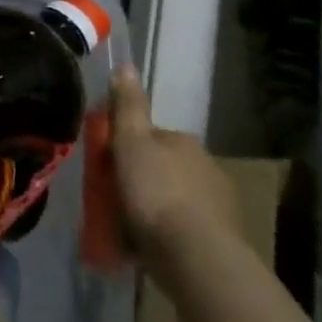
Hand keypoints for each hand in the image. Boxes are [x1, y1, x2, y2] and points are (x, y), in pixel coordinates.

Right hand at [108, 64, 237, 274]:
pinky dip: (164, 232)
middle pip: (160, 166)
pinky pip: (181, 227)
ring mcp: (217, 205)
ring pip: (172, 197)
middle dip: (138, 177)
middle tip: (108, 196)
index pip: (149, 136)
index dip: (123, 146)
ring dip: (152, 206)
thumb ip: (128, 106)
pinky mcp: (218, 239)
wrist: (196, 256)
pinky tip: (145, 245)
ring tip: (124, 225)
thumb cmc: (155, 192)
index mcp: (184, 142)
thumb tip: (126, 65)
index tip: (103, 163)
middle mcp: (206, 167)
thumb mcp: (131, 143)